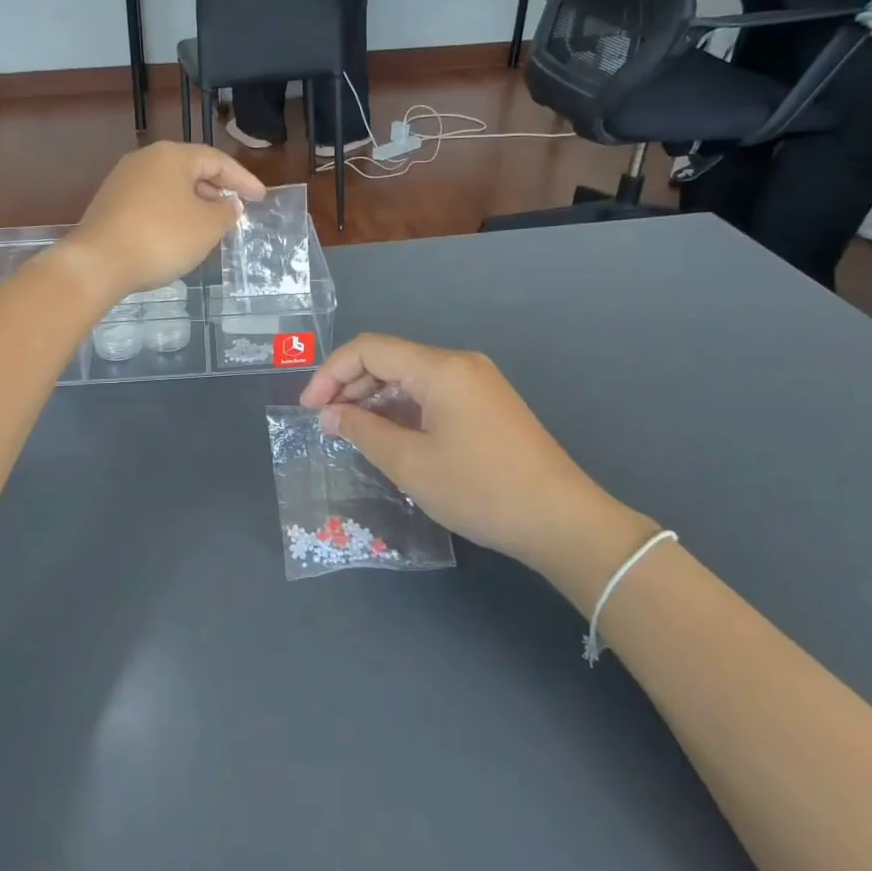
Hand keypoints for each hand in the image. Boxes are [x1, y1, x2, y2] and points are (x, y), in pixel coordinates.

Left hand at [63, 142, 265, 298]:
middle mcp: (145, 159)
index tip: (260, 197)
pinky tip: (177, 234)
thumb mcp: (206, 227)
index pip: (217, 160)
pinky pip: (151, 202)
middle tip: (235, 210)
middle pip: (191, 169)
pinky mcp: (109, 203)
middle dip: (216, 190)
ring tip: (209, 225)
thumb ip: (226, 212)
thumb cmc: (161, 238)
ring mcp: (123, 180)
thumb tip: (229, 203)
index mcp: (172, 156)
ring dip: (193, 203)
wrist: (98, 262)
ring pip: (169, 186)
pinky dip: (171, 213)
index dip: (243, 179)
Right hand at [298, 334, 655, 584]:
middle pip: (390, 359)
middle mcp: (459, 364)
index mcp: (440, 368)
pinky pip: (432, 394)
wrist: (562, 521)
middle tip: (327, 425)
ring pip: (411, 377)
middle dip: (351, 386)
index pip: (369, 349)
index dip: (331, 374)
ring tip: (353, 433)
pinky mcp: (487, 405)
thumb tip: (330, 415)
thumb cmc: (480, 489)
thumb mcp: (410, 463)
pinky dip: (403, 410)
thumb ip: (362, 430)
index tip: (309, 410)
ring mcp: (478, 383)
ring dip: (375, 400)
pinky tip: (390, 437)